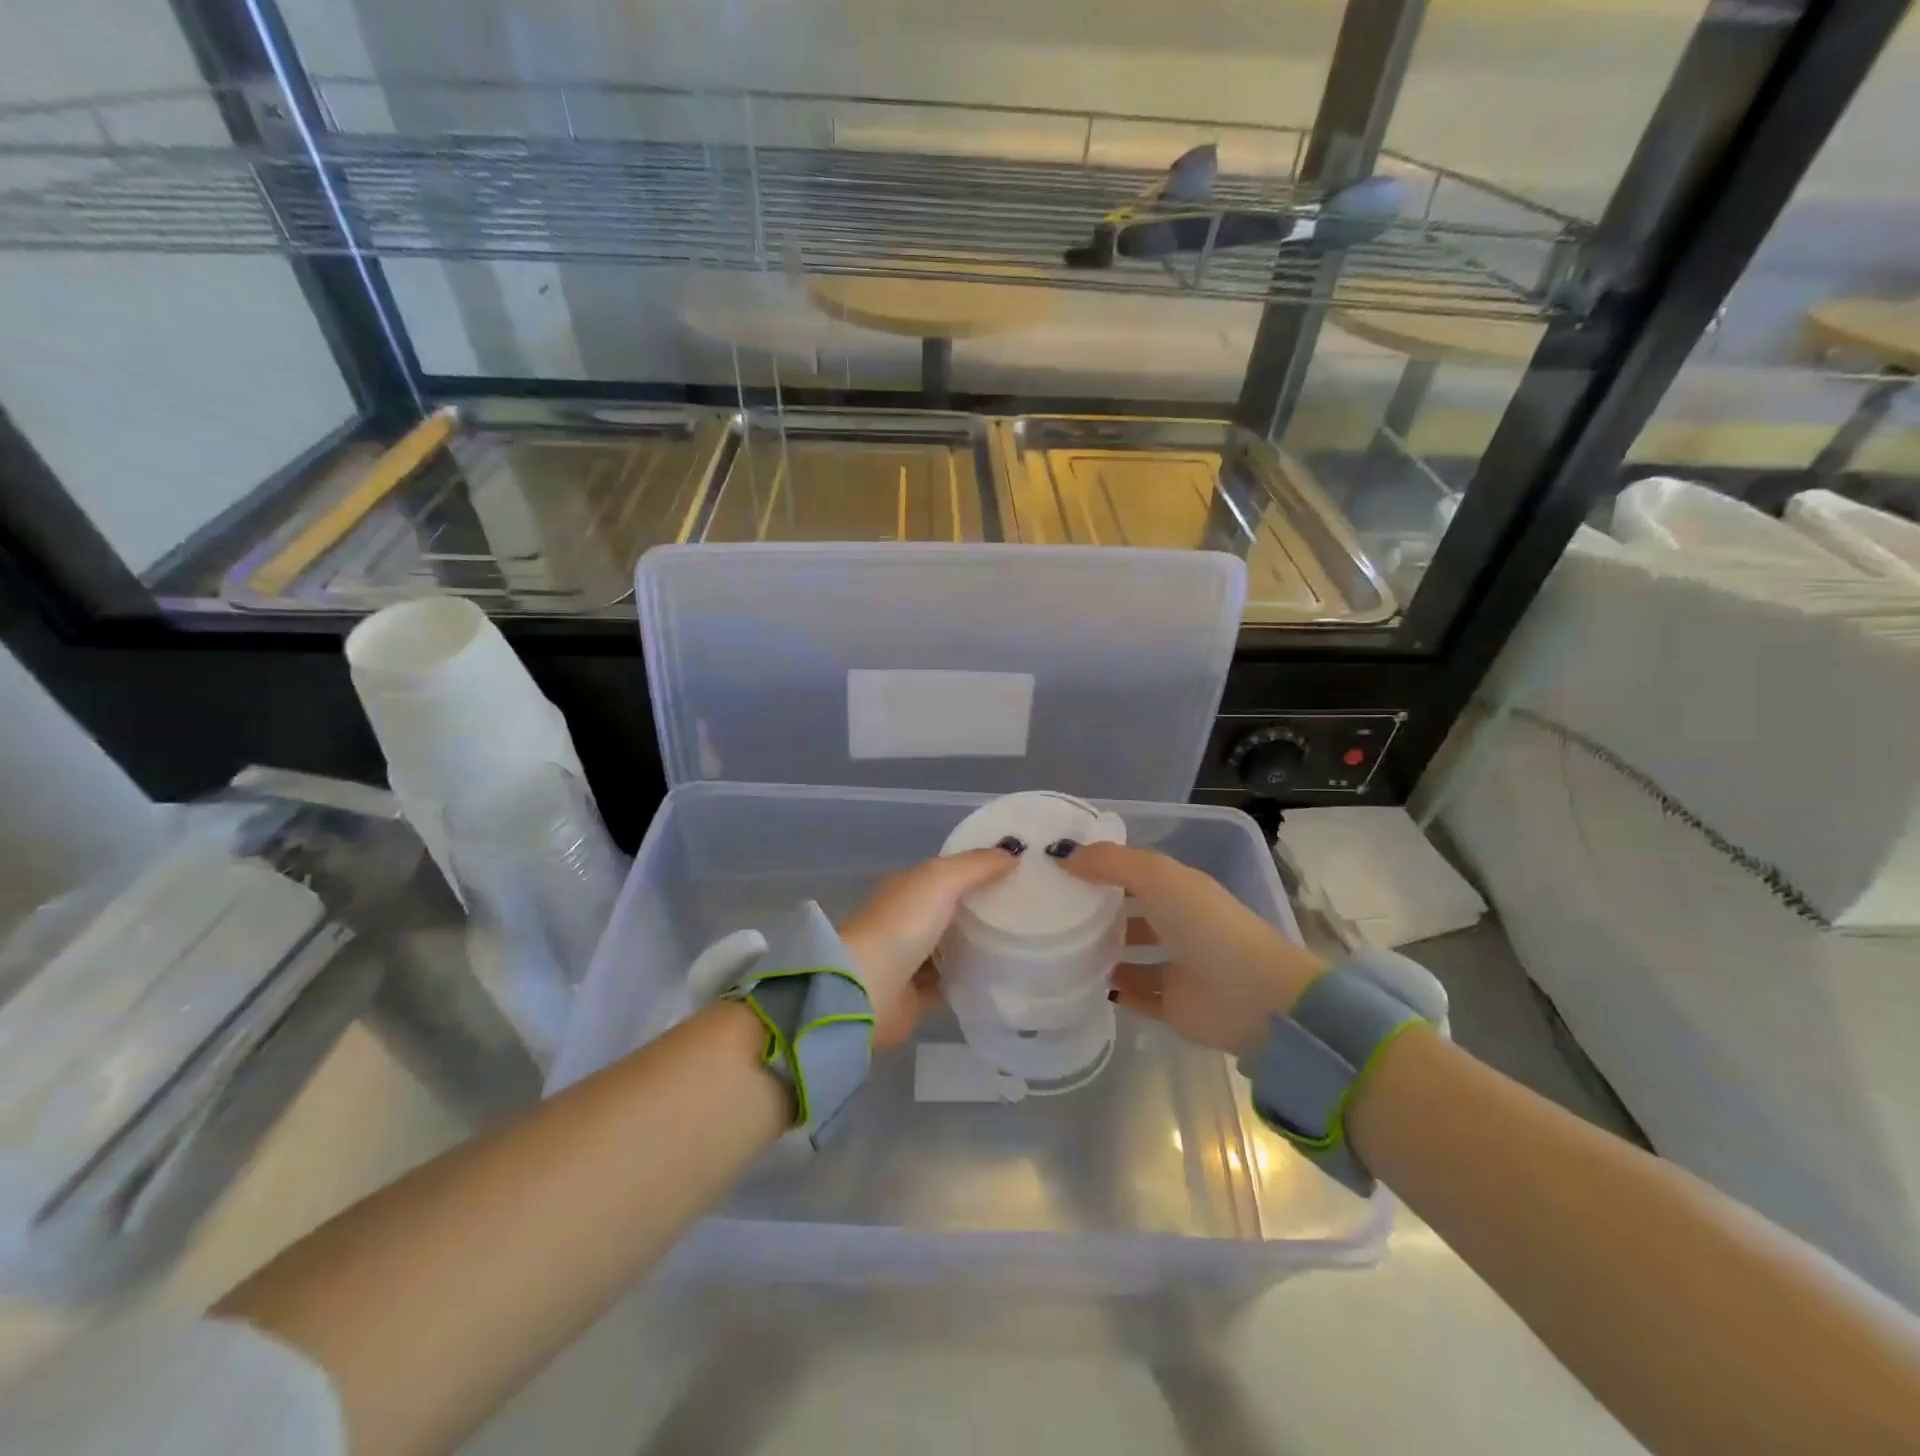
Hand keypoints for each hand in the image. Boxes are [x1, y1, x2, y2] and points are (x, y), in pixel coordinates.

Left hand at [840, 849, 1015, 1046]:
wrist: (868, 989)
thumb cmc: (902, 924)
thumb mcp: (940, 880)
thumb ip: (976, 865)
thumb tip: (1013, 853)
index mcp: (906, 887)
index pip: (946, 873)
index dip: (978, 869)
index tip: (1018, 871)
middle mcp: (905, 919)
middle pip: (949, 909)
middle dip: (981, 907)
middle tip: (1027, 908)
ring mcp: (909, 958)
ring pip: (949, 946)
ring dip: (976, 943)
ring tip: (1020, 940)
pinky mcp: (915, 995)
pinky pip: (949, 982)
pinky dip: (968, 977)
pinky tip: (999, 975)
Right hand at [1065, 844, 1324, 1056]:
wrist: (1253, 997)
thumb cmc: (1205, 925)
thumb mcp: (1156, 876)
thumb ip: (1109, 862)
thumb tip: (1062, 855)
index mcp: (1180, 888)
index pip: (1134, 872)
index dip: (1100, 867)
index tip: (1057, 867)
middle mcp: (1179, 923)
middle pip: (1132, 912)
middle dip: (1098, 909)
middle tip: (1051, 909)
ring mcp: (1177, 965)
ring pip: (1132, 954)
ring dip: (1103, 950)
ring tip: (1061, 946)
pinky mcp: (1174, 1005)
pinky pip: (1136, 994)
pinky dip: (1114, 988)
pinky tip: (1083, 982)